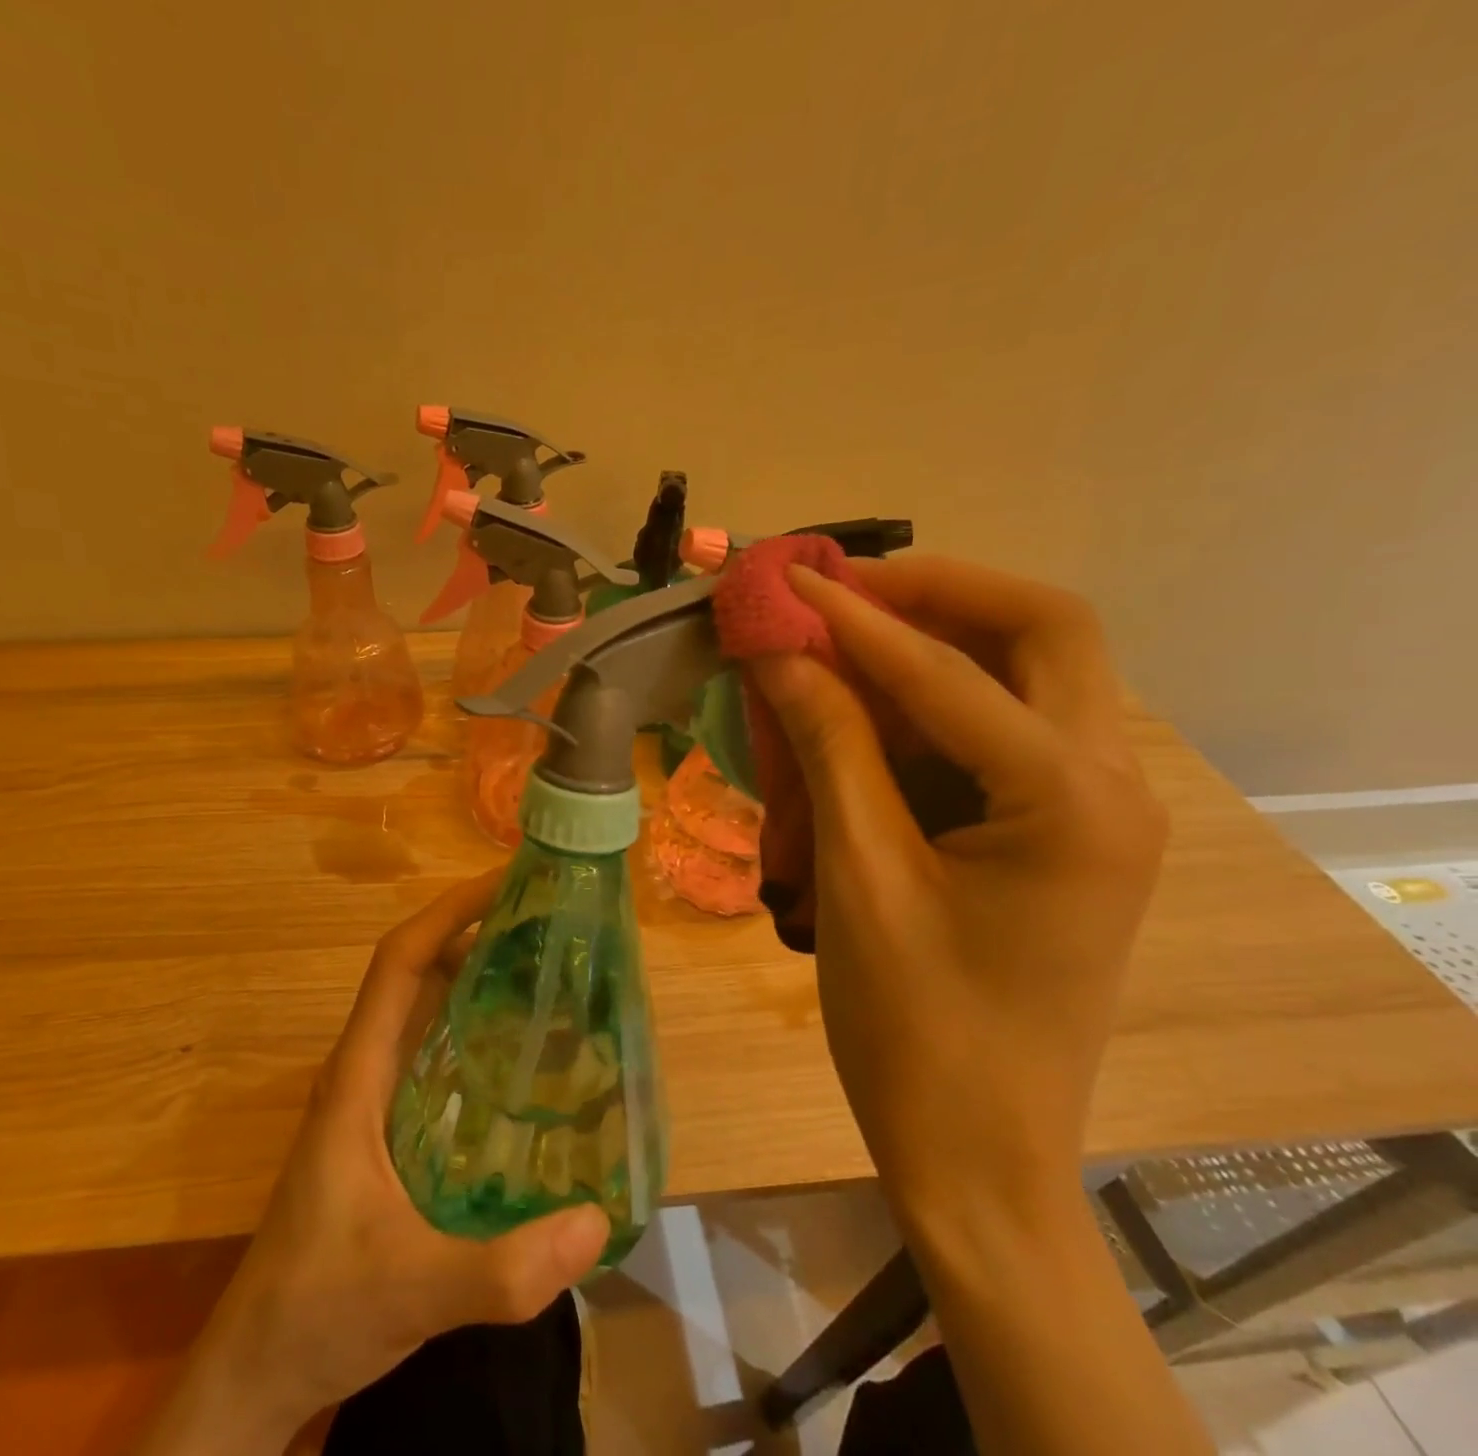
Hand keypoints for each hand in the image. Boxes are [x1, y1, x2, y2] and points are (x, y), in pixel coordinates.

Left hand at [138, 873, 610, 1454]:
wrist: (257, 1368)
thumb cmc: (316, 1310)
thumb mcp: (413, 1291)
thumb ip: (503, 1269)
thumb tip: (598, 1220)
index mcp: (357, 1076)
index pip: (398, 964)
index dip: (447, 913)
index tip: (504, 885)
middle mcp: (364, 1070)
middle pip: (417, 974)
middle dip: (474, 932)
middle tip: (546, 920)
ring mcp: (373, 1099)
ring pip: (425, 1011)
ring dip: (476, 976)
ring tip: (547, 966)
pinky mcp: (386, 1128)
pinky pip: (433, 1053)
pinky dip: (473, 1029)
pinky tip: (523, 1051)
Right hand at [749, 557, 1167, 1217]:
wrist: (975, 1148)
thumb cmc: (913, 1026)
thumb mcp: (860, 875)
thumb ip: (828, 746)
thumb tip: (779, 652)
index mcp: (1073, 803)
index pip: (950, 672)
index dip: (855, 619)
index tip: (787, 579)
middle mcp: (1109, 784)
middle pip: (1043, 632)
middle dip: (937, 593)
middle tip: (843, 590)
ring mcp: (1093, 806)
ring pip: (1031, 671)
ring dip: (936, 639)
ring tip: (842, 635)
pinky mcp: (1060, 828)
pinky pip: (1002, 727)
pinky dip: (933, 699)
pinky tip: (864, 707)